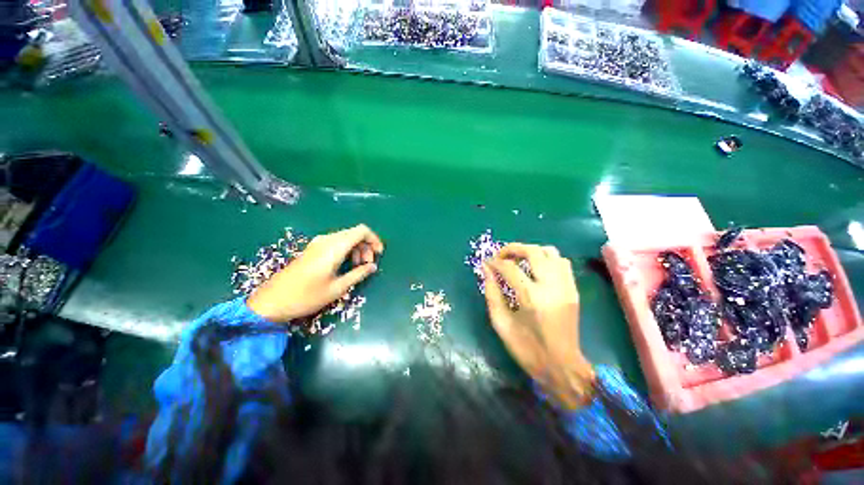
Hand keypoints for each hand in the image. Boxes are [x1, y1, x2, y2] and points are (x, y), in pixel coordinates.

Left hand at [247, 224, 383, 322]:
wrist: (271, 301)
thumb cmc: (306, 296)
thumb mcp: (337, 288)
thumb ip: (358, 274)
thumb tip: (373, 266)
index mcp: (334, 247)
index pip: (361, 231)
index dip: (374, 239)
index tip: (379, 254)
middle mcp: (327, 240)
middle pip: (355, 233)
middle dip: (366, 246)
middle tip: (368, 265)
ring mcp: (318, 243)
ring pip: (346, 237)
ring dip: (357, 249)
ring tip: (358, 267)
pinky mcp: (313, 249)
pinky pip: (336, 242)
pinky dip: (347, 250)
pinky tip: (346, 265)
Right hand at [482, 243, 594, 408]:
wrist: (562, 367)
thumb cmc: (527, 349)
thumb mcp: (501, 323)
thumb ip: (491, 293)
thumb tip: (486, 269)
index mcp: (530, 298)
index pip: (509, 267)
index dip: (494, 262)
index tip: (487, 263)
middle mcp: (551, 286)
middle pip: (532, 251)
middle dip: (512, 248)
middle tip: (501, 256)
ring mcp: (565, 286)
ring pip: (550, 252)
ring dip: (530, 251)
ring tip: (518, 260)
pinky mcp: (573, 290)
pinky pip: (562, 262)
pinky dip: (546, 259)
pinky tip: (536, 269)